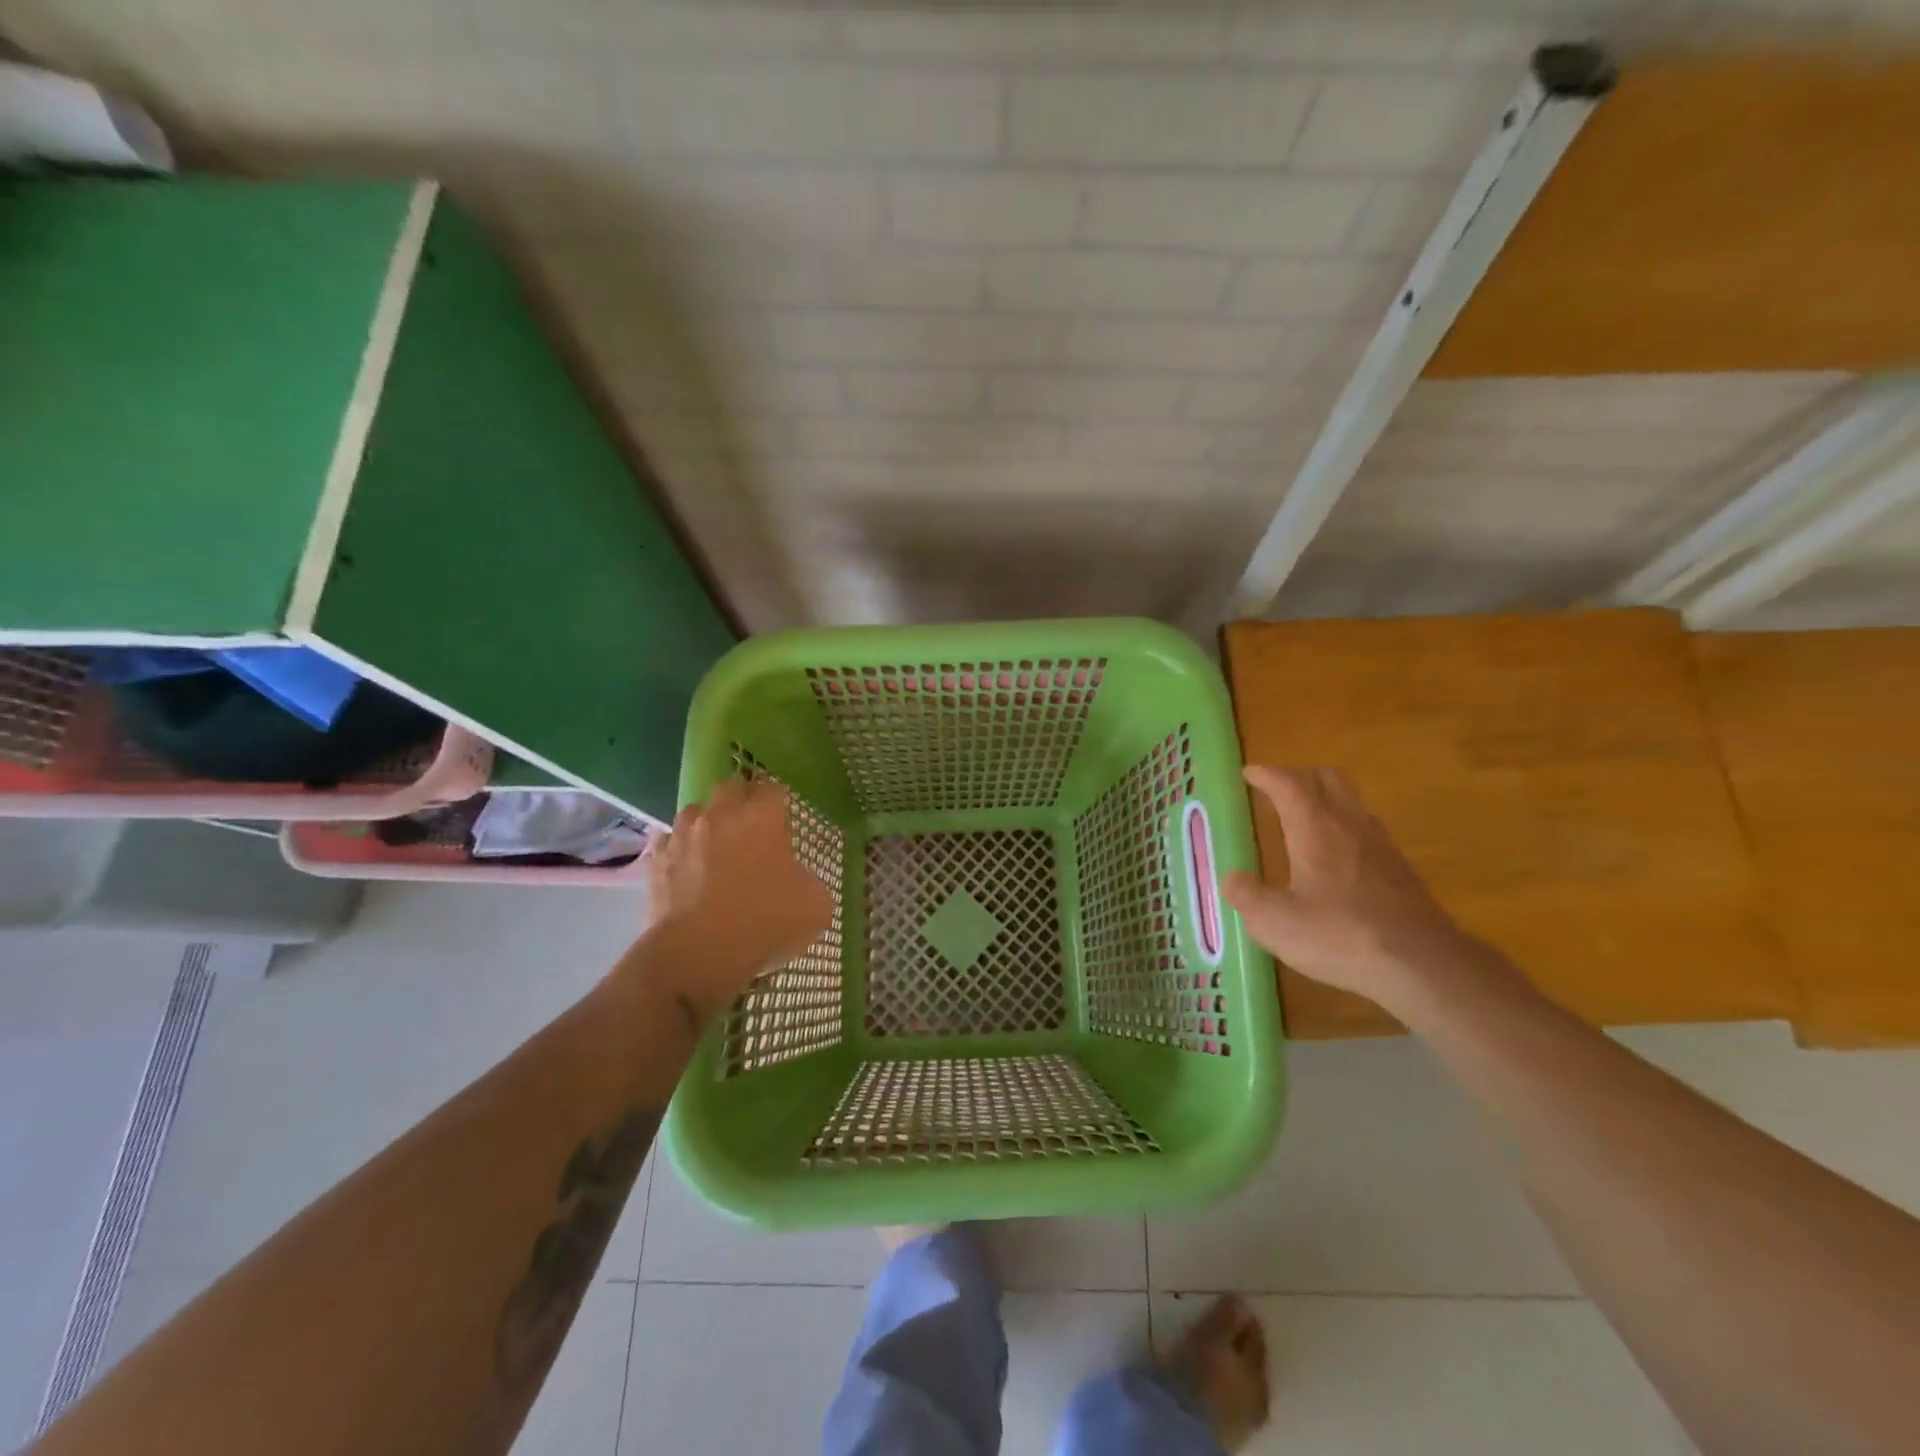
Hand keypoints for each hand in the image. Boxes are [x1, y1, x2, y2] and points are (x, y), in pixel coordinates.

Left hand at [640, 780, 833, 1021]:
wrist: (697, 954)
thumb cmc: (763, 921)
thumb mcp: (815, 906)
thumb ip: (810, 882)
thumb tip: (799, 882)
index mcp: (761, 817)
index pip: (773, 789)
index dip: (779, 802)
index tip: (784, 820)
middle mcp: (720, 815)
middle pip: (730, 787)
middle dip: (740, 800)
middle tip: (751, 827)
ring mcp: (683, 835)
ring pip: (695, 811)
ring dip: (706, 823)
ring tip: (715, 847)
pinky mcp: (656, 860)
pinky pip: (668, 842)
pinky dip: (678, 850)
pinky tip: (686, 868)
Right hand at [1224, 765, 1485, 1010]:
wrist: (1422, 965)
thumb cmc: (1339, 936)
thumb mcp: (1274, 922)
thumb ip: (1247, 895)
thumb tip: (1233, 878)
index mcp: (1314, 828)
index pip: (1287, 783)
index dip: (1265, 774)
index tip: (1248, 773)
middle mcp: (1349, 825)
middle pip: (1327, 779)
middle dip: (1299, 776)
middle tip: (1277, 791)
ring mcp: (1381, 845)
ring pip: (1352, 802)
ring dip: (1326, 801)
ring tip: (1305, 822)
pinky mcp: (1401, 870)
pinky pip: (1368, 831)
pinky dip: (1346, 830)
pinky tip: (1338, 860)